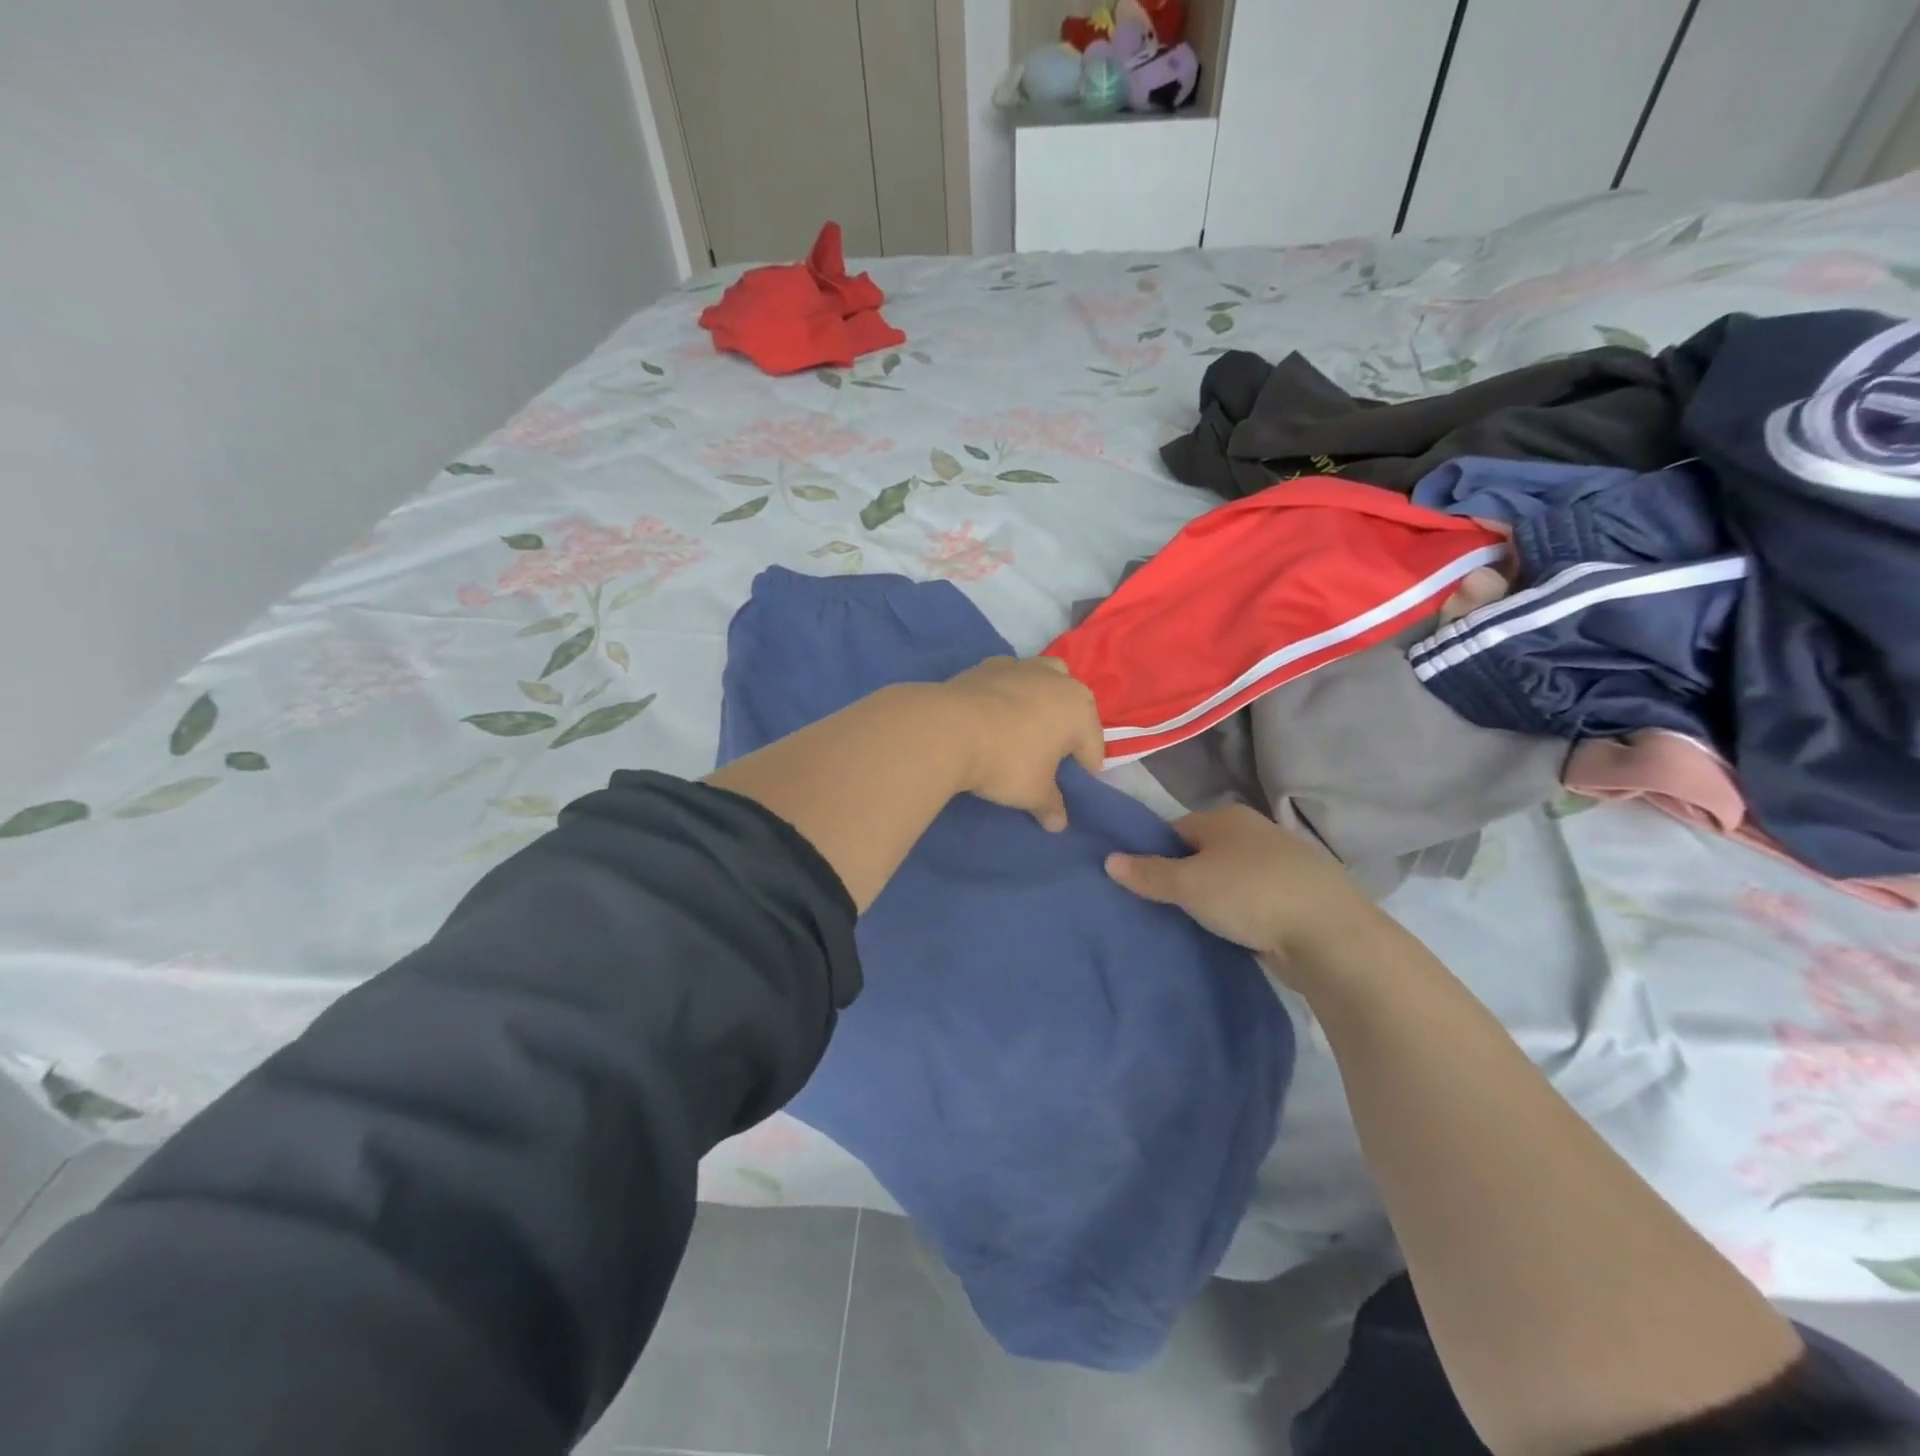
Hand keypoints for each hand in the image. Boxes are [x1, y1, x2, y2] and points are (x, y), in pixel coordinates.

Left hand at [940, 657, 1104, 831]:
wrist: (948, 729)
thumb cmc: (1006, 762)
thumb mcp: (1034, 793)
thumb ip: (1051, 806)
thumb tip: (1058, 824)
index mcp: (1079, 710)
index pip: (1092, 746)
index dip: (1085, 770)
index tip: (1071, 788)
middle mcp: (1057, 680)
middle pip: (1072, 706)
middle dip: (1066, 729)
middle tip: (1050, 758)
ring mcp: (1021, 666)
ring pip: (1043, 682)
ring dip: (1040, 703)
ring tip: (1023, 730)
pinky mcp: (988, 665)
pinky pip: (1009, 681)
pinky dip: (1008, 696)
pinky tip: (993, 716)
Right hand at [1104, 804, 1385, 977]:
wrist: (1330, 935)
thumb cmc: (1249, 895)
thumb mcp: (1188, 885)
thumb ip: (1148, 873)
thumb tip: (1109, 859)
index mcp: (1225, 817)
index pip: (1175, 830)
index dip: (1156, 855)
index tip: (1144, 885)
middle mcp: (1254, 830)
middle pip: (1204, 852)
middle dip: (1186, 876)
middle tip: (1166, 908)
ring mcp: (1282, 861)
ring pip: (1232, 876)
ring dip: (1216, 896)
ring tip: (1198, 924)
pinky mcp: (1300, 893)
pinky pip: (1256, 898)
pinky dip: (1244, 912)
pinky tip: (1236, 933)